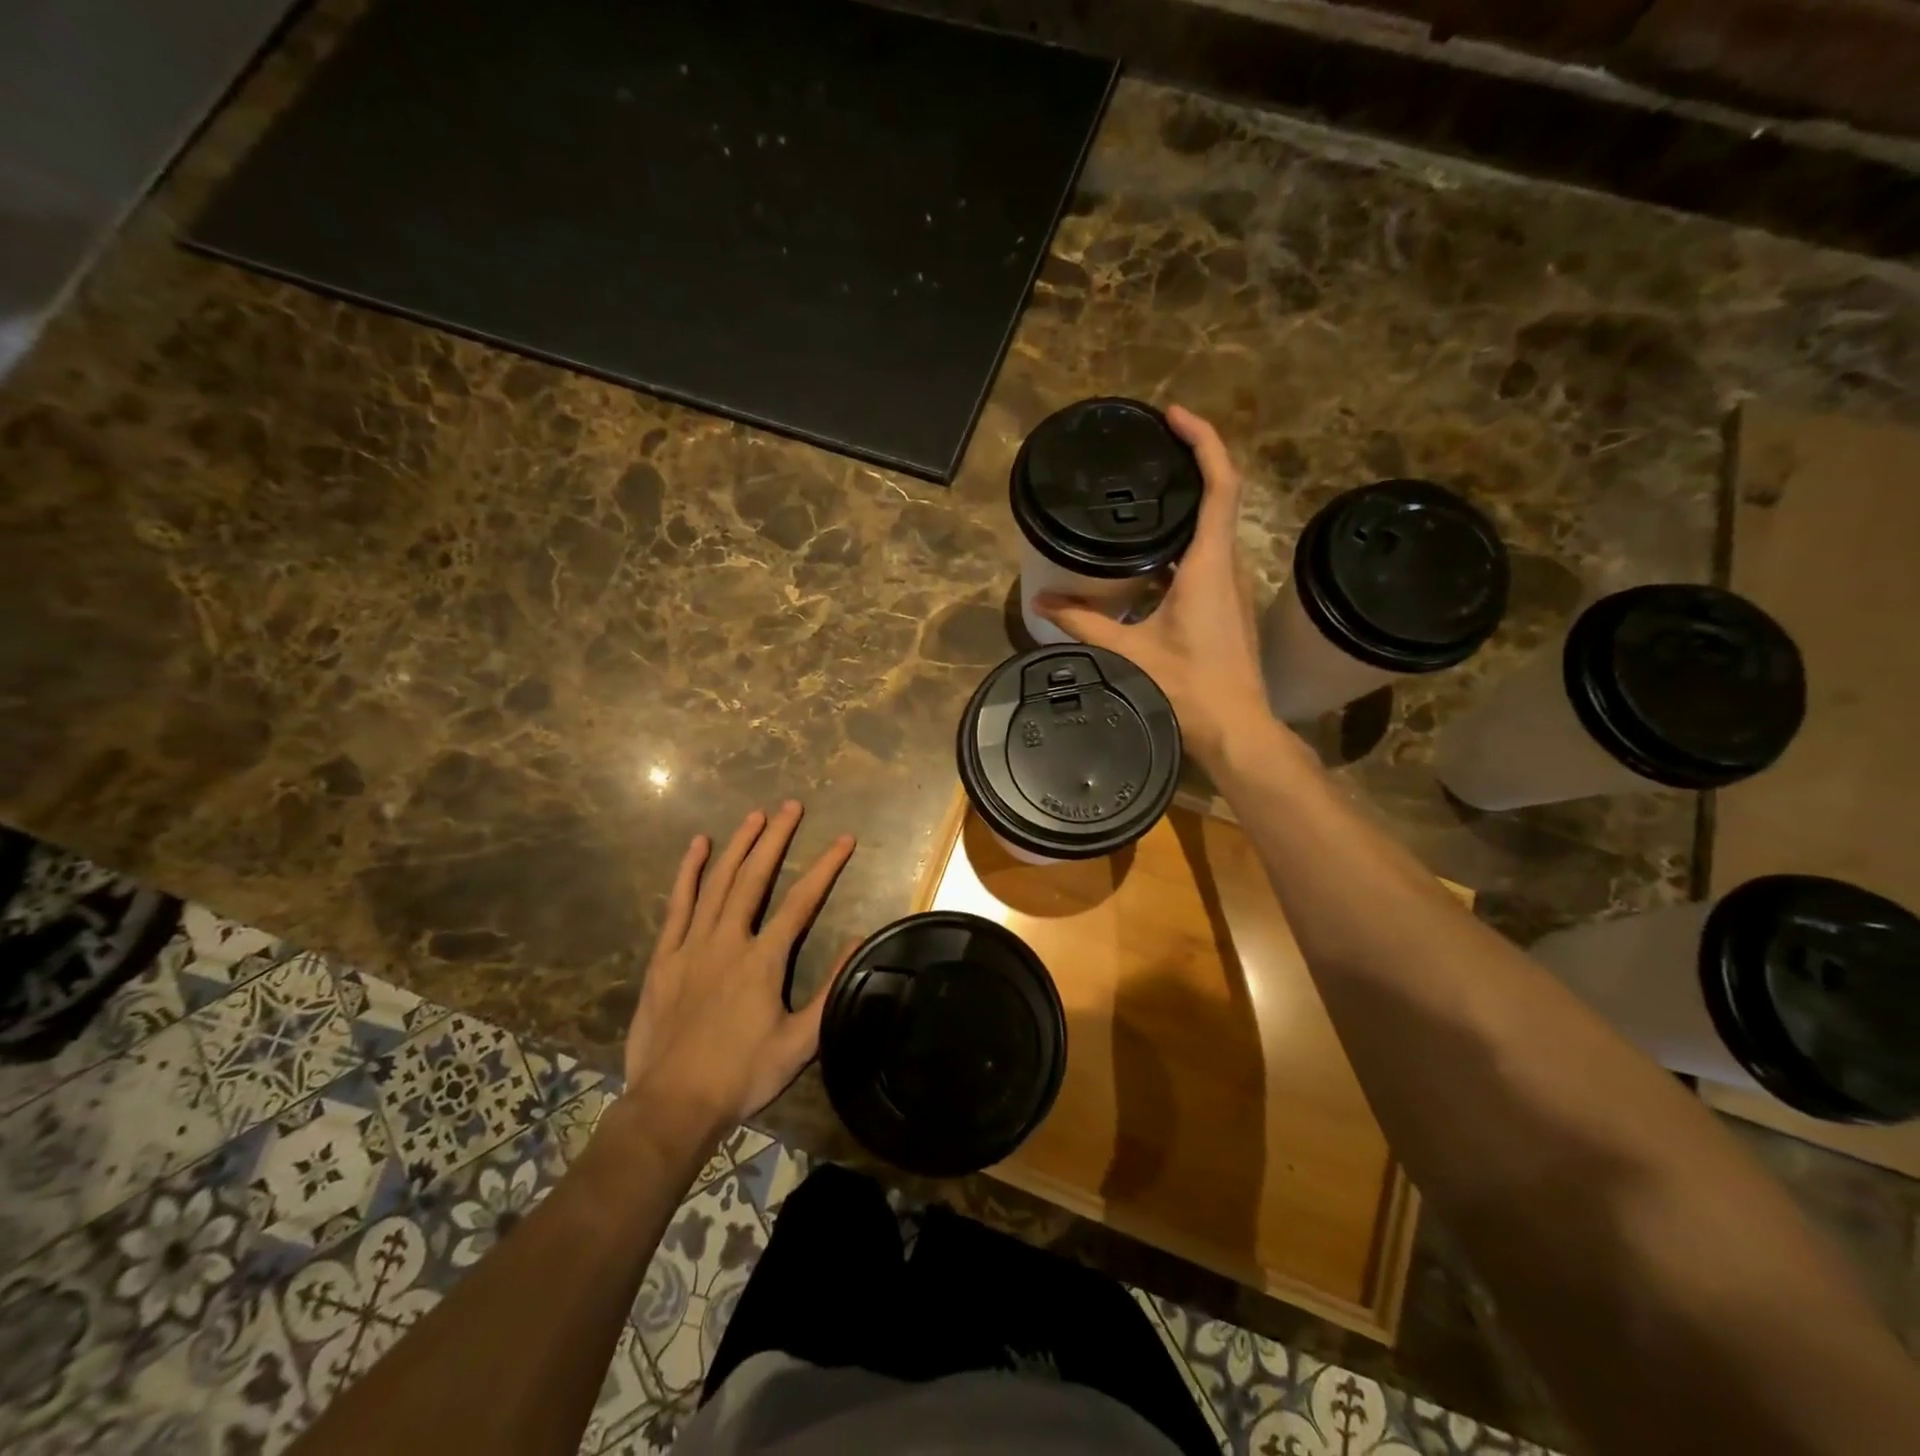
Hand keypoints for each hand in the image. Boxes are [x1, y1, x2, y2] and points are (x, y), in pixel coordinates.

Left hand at [622, 801, 854, 1144]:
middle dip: (776, 838)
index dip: (826, 867)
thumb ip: (831, 990)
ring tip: (755, 816)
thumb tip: (859, 941)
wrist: (672, 1105)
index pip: (802, 901)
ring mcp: (691, 946)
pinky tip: (697, 846)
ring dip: (738, 846)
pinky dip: (687, 873)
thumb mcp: (799, 1043)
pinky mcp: (664, 957)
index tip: (844, 839)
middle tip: (791, 805)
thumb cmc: (741, 1076)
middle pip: (755, 877)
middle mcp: (728, 940)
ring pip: (717, 883)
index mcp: (763, 960)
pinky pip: (677, 905)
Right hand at [1035, 405, 1279, 770]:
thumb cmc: (1189, 688)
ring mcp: (1232, 586)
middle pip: (1220, 497)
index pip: (1221, 486)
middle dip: (1190, 463)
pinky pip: (1207, 557)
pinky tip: (1146, 555)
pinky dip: (1181, 542)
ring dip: (1185, 505)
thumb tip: (1042, 603)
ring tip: (1142, 493)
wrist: (1237, 729)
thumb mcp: (1129, 652)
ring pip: (1213, 529)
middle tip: (1148, 448)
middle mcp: (1228, 566)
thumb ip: (1083, 623)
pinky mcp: (1227, 605)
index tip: (1174, 416)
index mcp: (1209, 566)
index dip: (1204, 442)